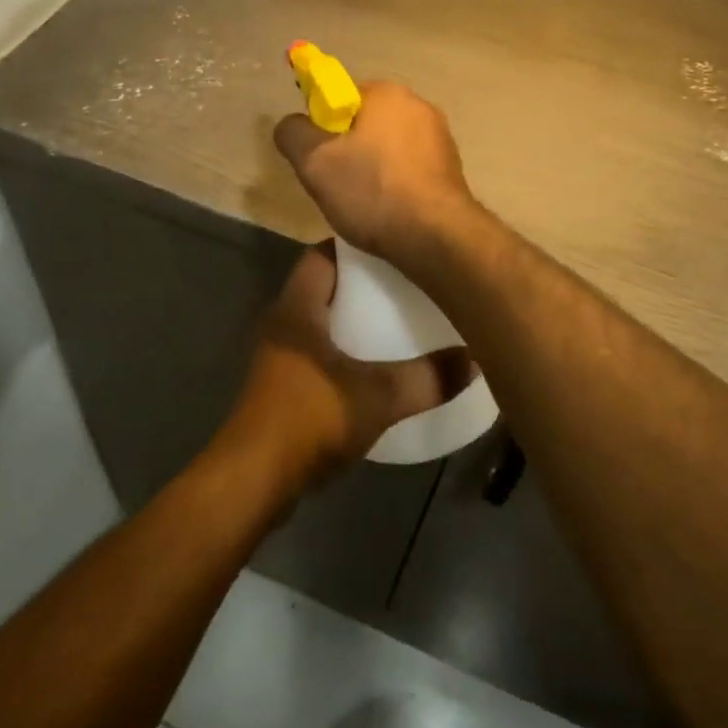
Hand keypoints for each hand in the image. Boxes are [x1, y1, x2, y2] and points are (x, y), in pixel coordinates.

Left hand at [221, 247, 470, 489]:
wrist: (253, 481)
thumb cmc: (310, 418)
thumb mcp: (378, 396)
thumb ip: (427, 378)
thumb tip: (474, 358)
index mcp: (297, 308)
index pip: (321, 256)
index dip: (354, 247)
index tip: (393, 246)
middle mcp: (282, 325)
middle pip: (323, 289)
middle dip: (361, 285)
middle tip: (406, 285)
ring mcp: (278, 359)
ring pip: (319, 324)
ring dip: (351, 321)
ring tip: (396, 322)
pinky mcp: (279, 390)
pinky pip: (316, 356)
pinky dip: (343, 354)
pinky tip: (372, 370)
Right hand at [273, 81, 477, 266]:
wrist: (436, 237)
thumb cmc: (372, 192)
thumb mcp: (314, 162)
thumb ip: (293, 133)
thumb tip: (291, 124)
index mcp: (387, 93)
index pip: (340, 95)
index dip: (321, 125)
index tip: (318, 157)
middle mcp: (419, 106)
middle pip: (365, 121)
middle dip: (347, 148)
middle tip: (334, 183)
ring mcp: (440, 137)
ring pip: (388, 147)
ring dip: (371, 168)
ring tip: (362, 203)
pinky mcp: (451, 168)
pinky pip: (409, 168)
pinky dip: (395, 183)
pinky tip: (389, 210)